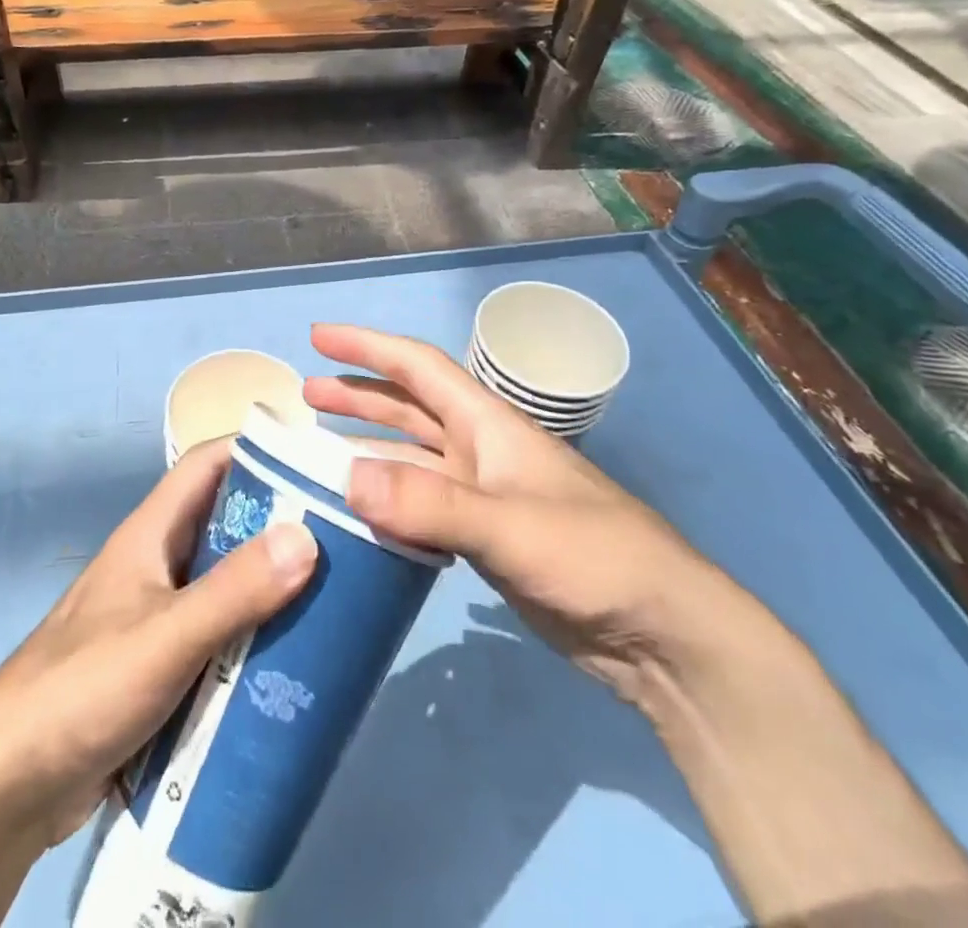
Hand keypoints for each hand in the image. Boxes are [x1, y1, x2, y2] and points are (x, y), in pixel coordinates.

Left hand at [0, 440, 318, 846]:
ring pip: (224, 583)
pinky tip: (289, 662)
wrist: (8, 783)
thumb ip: (233, 592)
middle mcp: (156, 563)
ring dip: (269, 587)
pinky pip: (217, 636)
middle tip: (342, 539)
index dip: (257, 450)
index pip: (208, 464)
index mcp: (152, 533)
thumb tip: (307, 537)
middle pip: (224, 524)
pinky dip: (250, 638)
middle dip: (278, 525)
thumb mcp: (165, 636)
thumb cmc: (83, 687)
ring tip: (331, 600)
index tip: (315, 460)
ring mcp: (156, 615)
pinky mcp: (159, 665)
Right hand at [305, 323, 766, 701]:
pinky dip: (388, 498)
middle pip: (409, 407)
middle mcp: (480, 449)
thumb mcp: (509, 526)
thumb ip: (429, 503)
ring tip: (320, 449)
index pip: (418, 367)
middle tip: (306, 394)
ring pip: (412, 455)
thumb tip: (349, 478)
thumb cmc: (592, 556)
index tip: (319, 337)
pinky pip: (422, 504)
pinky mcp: (486, 538)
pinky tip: (362, 512)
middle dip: (358, 394)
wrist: (661, 631)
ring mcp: (483, 494)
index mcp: (487, 425)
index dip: (367, 347)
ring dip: (368, 445)